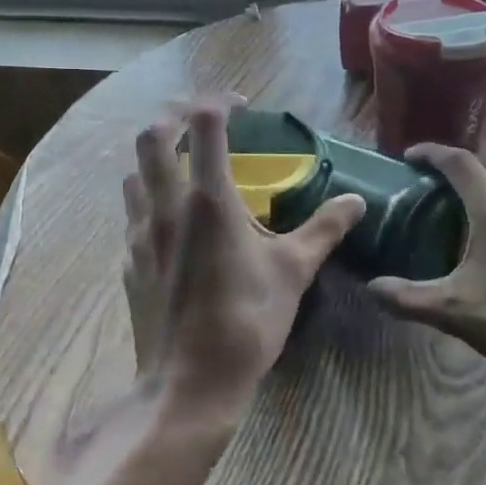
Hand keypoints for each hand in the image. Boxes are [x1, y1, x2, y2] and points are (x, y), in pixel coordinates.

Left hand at [122, 99, 364, 421]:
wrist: (189, 383)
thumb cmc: (246, 322)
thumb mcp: (293, 272)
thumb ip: (324, 230)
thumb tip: (356, 202)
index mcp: (208, 200)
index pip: (203, 124)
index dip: (219, 101)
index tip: (242, 106)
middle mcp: (166, 205)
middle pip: (151, 135)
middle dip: (174, 116)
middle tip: (202, 122)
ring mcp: (140, 232)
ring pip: (134, 171)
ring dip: (156, 157)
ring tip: (185, 166)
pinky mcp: (129, 259)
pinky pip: (132, 212)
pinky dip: (149, 197)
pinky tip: (173, 220)